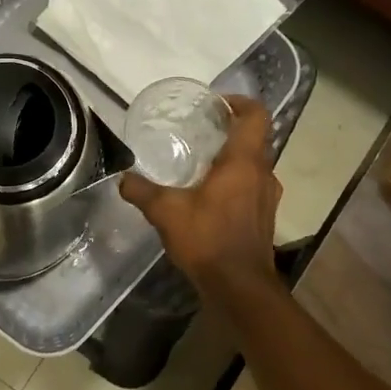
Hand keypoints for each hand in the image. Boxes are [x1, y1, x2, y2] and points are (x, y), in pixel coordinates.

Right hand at [120, 97, 280, 293]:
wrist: (240, 287)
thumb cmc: (208, 239)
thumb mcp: (166, 212)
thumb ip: (142, 191)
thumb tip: (123, 179)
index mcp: (244, 162)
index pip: (256, 116)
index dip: (240, 102)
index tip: (217, 103)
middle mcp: (262, 174)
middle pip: (255, 138)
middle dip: (230, 129)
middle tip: (201, 129)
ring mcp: (267, 197)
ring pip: (254, 164)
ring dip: (234, 158)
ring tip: (202, 162)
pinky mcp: (265, 217)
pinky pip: (252, 186)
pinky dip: (236, 181)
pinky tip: (210, 196)